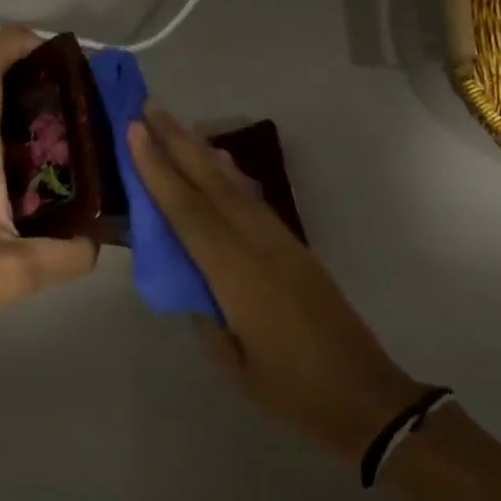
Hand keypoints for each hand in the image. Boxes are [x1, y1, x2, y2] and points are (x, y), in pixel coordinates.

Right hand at [126, 105, 420, 461]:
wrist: (364, 393)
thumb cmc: (292, 390)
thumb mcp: (232, 364)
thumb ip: (205, 314)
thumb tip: (189, 278)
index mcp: (239, 275)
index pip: (189, 213)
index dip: (159, 170)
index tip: (135, 132)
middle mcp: (260, 245)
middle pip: (212, 184)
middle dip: (178, 143)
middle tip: (148, 107)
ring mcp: (282, 242)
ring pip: (235, 186)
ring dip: (202, 152)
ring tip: (174, 124)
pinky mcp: (295, 247)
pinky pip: (254, 201)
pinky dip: (230, 176)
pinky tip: (219, 164)